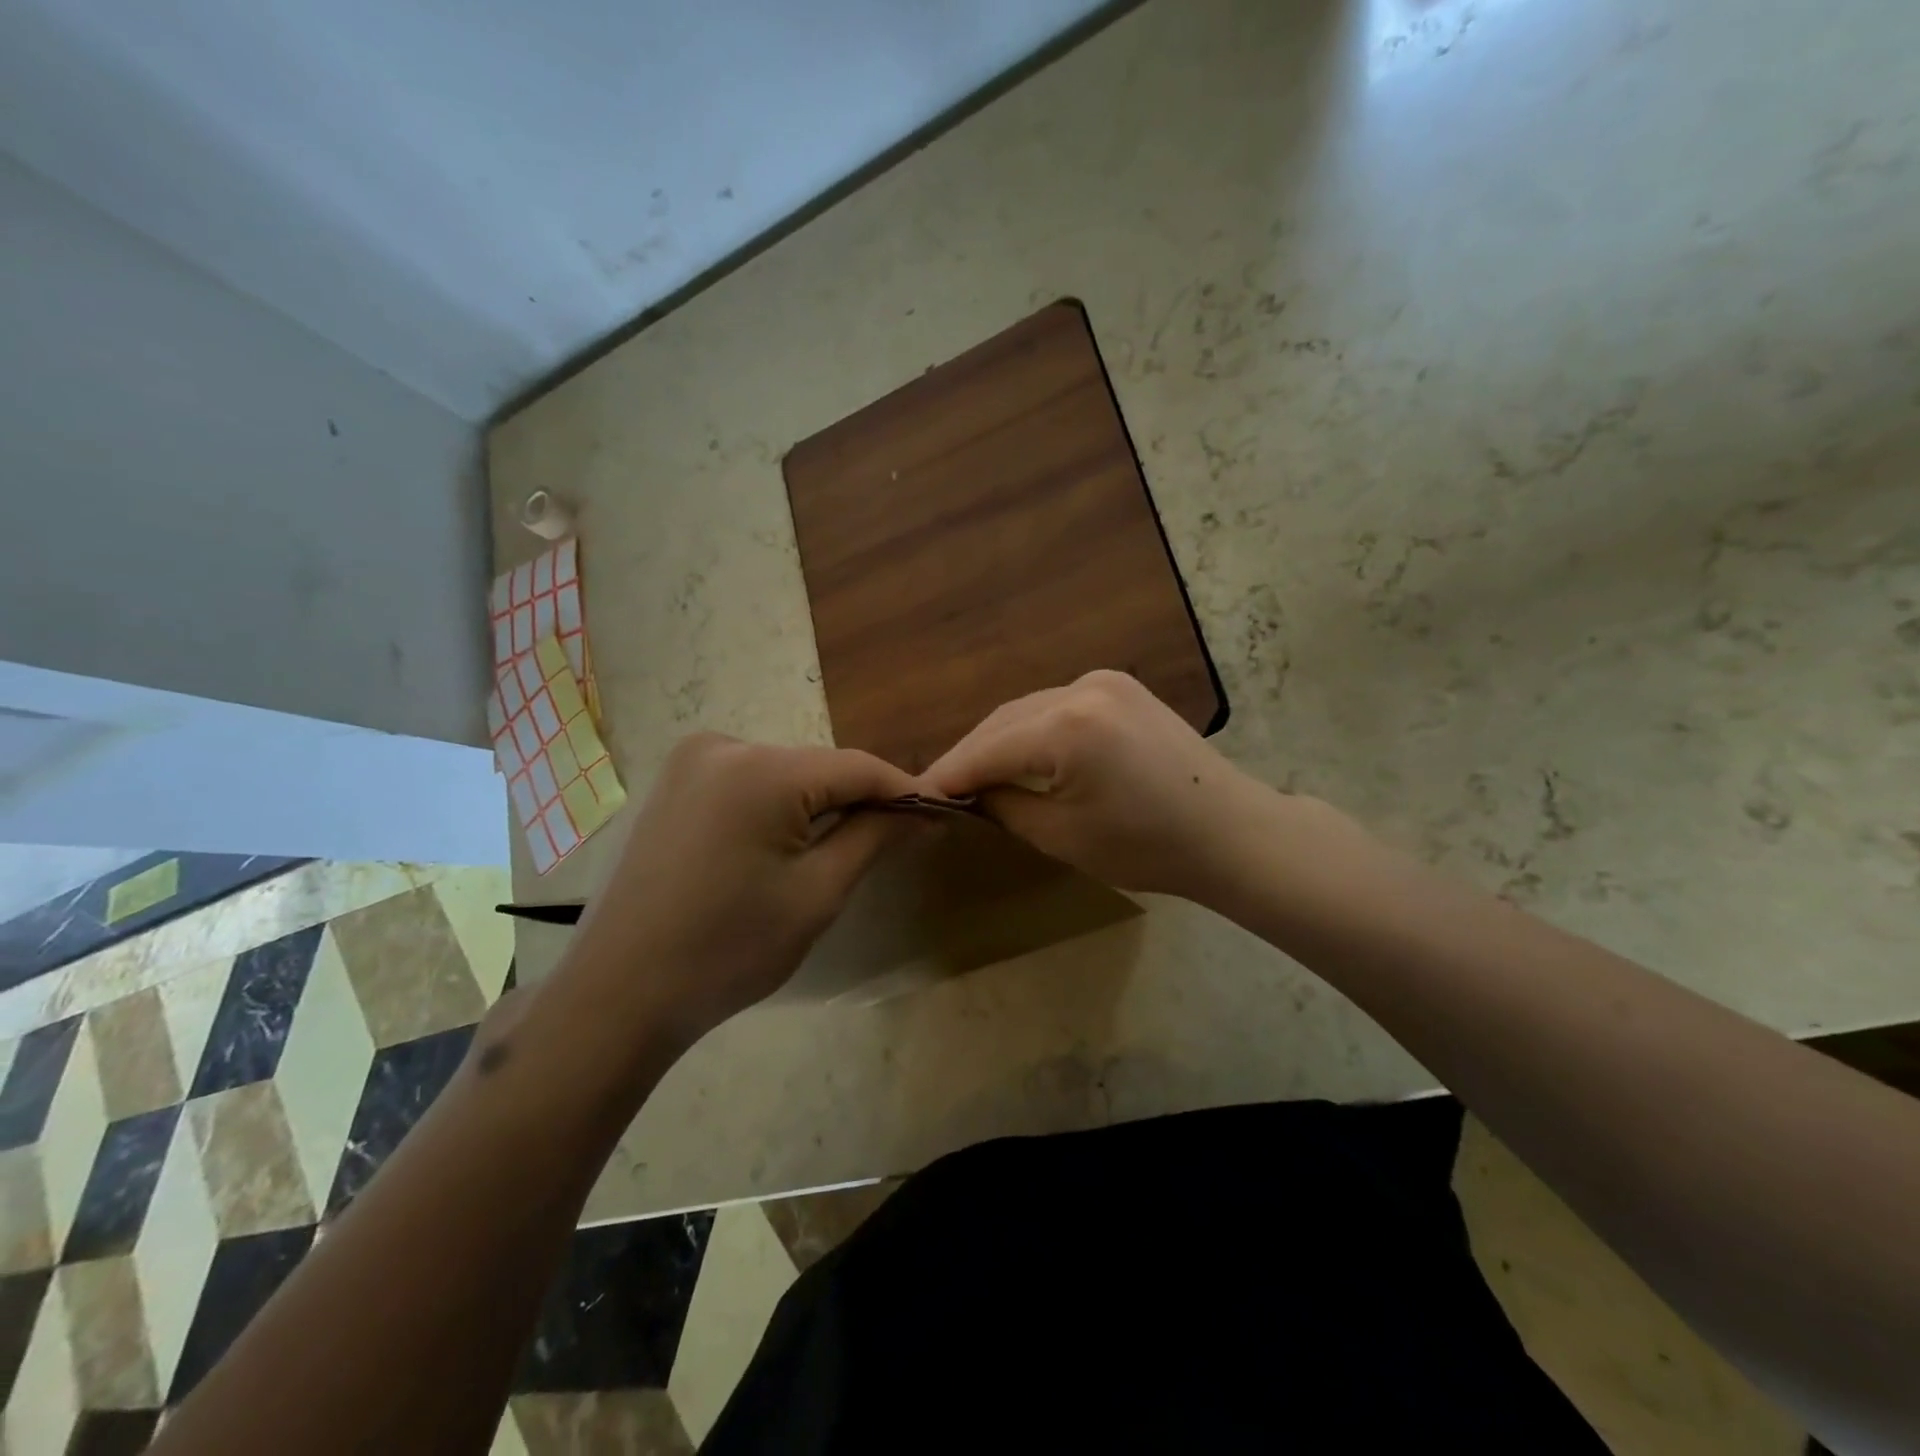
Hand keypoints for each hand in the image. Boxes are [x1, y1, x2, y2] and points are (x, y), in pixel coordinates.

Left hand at [567, 733, 917, 1045]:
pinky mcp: (674, 784)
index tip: (943, 812)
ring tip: (850, 845)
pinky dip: (778, 808)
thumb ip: (874, 837)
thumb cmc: (728, 949)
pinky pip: (748, 784)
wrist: (619, 994)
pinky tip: (786, 845)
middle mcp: (723, 745)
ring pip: (784, 775)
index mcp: (760, 769)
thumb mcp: (817, 893)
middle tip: (902, 837)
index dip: (904, 790)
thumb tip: (925, 810)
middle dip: (860, 801)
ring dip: (819, 806)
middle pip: (818, 768)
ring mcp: (691, 762)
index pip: (856, 767)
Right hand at [921, 670, 1281, 902]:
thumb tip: (970, 793)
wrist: (1229, 831)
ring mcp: (1104, 680)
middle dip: (971, 755)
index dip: (950, 774)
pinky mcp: (1119, 685)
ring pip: (1028, 709)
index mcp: (1067, 728)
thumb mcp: (1061, 836)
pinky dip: (1031, 729)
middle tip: (943, 789)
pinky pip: (1056, 705)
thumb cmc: (1147, 847)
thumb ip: (1004, 805)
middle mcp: (1081, 688)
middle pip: (1003, 721)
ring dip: (999, 740)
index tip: (918, 795)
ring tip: (976, 775)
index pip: (987, 749)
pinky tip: (1021, 753)